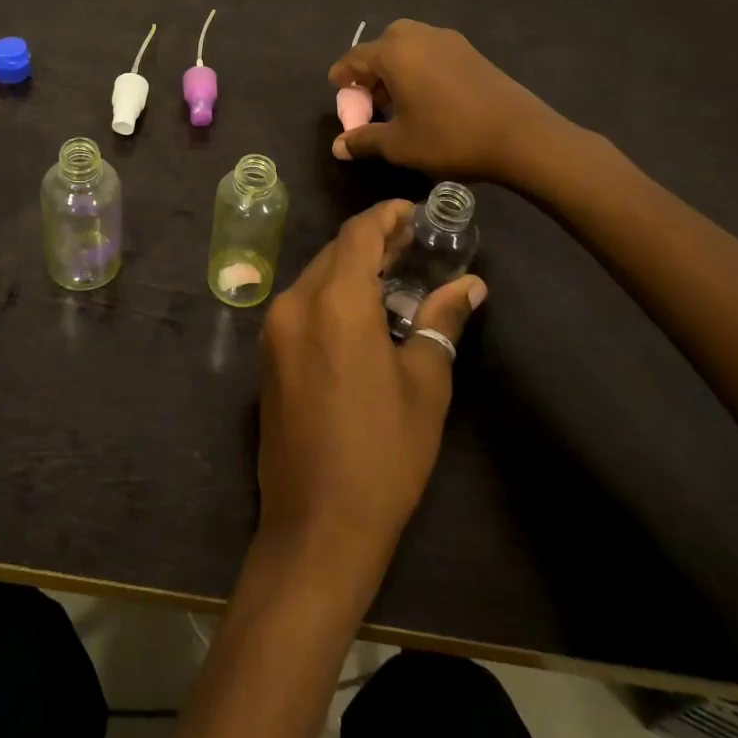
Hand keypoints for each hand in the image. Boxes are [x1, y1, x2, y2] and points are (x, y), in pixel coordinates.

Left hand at [256, 200, 486, 570]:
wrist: (316, 523)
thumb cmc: (383, 454)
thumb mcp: (424, 386)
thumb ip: (440, 323)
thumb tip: (469, 285)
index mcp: (333, 303)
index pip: (357, 233)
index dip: (387, 216)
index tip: (416, 214)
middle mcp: (294, 302)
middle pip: (334, 251)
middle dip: (373, 242)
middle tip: (415, 248)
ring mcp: (274, 327)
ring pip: (316, 276)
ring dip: (352, 269)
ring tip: (396, 279)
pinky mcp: (268, 352)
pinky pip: (302, 304)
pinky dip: (332, 295)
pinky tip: (363, 315)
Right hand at [329, 20, 574, 186]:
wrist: (521, 136)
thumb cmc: (450, 137)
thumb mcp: (399, 145)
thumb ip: (364, 140)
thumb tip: (338, 147)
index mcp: (394, 53)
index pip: (354, 58)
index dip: (342, 75)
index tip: (337, 90)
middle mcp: (418, 36)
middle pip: (381, 45)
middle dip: (370, 69)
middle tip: (370, 98)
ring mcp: (448, 40)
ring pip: (408, 45)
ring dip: (396, 66)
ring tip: (398, 99)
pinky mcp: (470, 51)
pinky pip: (431, 51)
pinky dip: (418, 66)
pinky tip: (426, 96)